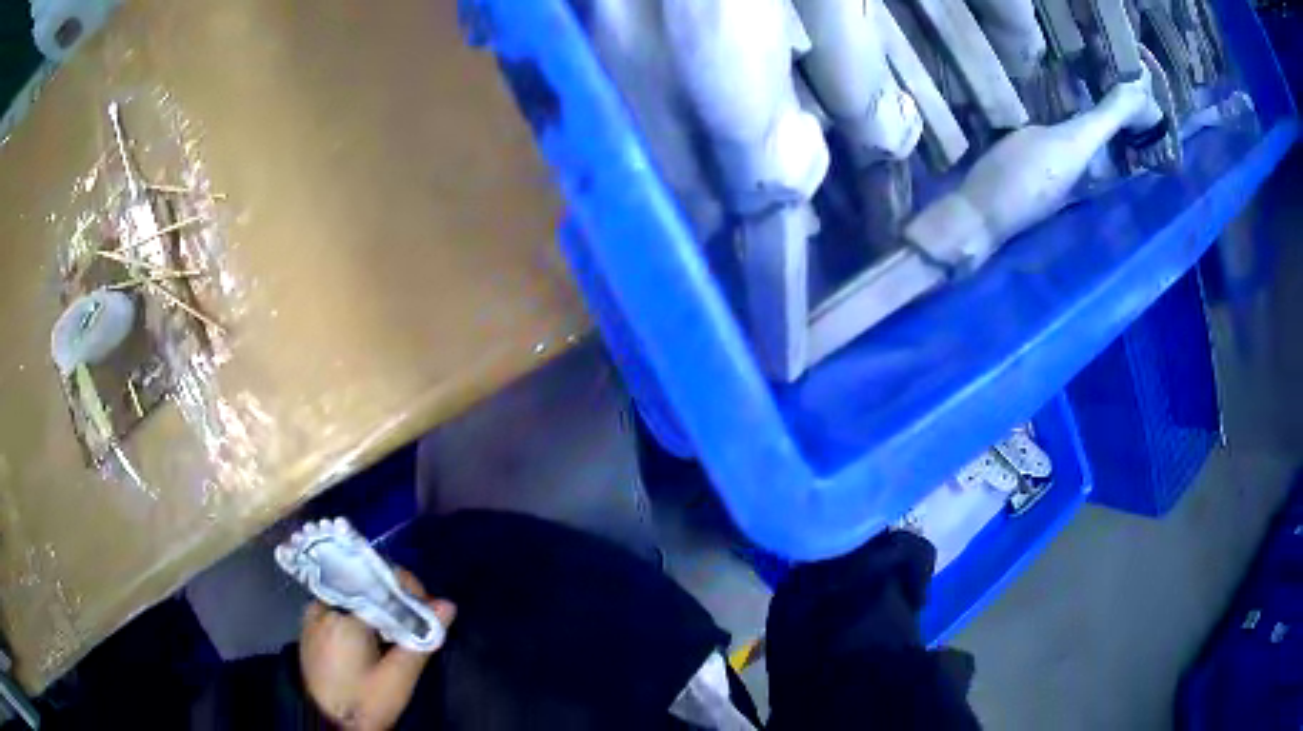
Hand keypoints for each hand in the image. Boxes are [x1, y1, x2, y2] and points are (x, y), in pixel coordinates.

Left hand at [299, 570, 455, 730]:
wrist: (325, 723)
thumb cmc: (363, 703)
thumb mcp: (398, 679)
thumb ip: (421, 639)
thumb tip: (448, 605)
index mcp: (343, 614)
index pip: (381, 580)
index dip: (410, 590)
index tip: (430, 611)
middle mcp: (324, 604)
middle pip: (366, 584)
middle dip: (396, 599)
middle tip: (417, 625)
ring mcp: (314, 612)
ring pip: (354, 593)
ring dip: (379, 606)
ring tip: (398, 634)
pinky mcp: (311, 624)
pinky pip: (341, 604)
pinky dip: (362, 613)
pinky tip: (374, 637)